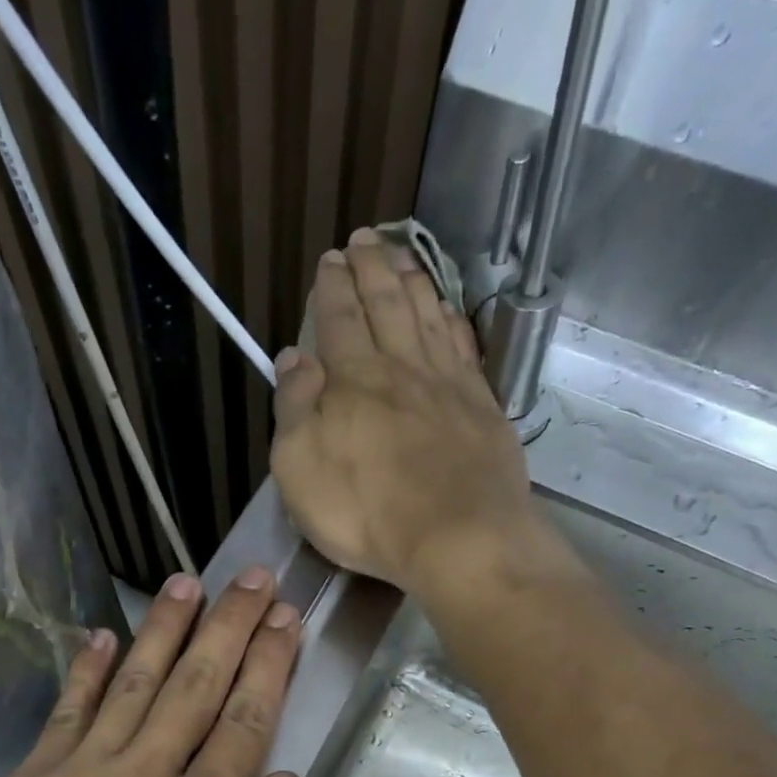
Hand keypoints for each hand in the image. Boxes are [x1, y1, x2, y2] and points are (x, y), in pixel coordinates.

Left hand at [0, 569, 302, 776]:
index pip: (246, 721)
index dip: (269, 665)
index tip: (285, 619)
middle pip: (197, 685)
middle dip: (230, 627)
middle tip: (252, 577)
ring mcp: (82, 773)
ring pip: (135, 683)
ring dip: (165, 629)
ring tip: (187, 583)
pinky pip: (66, 711)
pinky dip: (86, 670)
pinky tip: (102, 636)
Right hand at [270, 227, 537, 595]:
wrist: (457, 537)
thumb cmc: (365, 512)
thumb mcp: (300, 468)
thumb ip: (295, 409)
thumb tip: (294, 358)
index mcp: (353, 380)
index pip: (339, 319)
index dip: (332, 287)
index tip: (330, 260)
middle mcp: (401, 368)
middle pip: (385, 304)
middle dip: (371, 267)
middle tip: (364, 238)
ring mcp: (447, 384)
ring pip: (426, 315)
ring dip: (412, 280)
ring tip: (403, 254)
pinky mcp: (481, 407)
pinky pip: (462, 346)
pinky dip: (450, 319)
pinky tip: (446, 309)